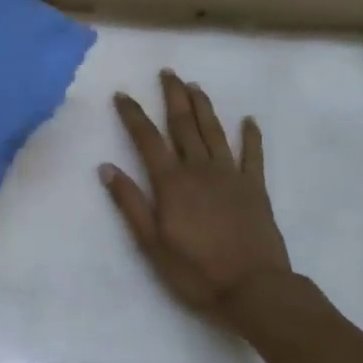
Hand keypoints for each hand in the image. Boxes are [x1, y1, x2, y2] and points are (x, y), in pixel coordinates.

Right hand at [99, 70, 291, 318]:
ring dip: (204, 107)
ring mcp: (231, 176)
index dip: (133, 115)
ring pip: (214, 132)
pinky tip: (249, 120)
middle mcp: (200, 170)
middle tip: (168, 73)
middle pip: (183, 126)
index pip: (147, 139)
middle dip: (173, 97)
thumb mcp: (151, 243)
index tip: (122, 94)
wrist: (254, 289)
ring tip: (195, 86)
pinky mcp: (255, 188)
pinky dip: (251, 136)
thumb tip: (106, 168)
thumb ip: (130, 203)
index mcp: (172, 183)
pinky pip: (253, 155)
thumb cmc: (195, 270)